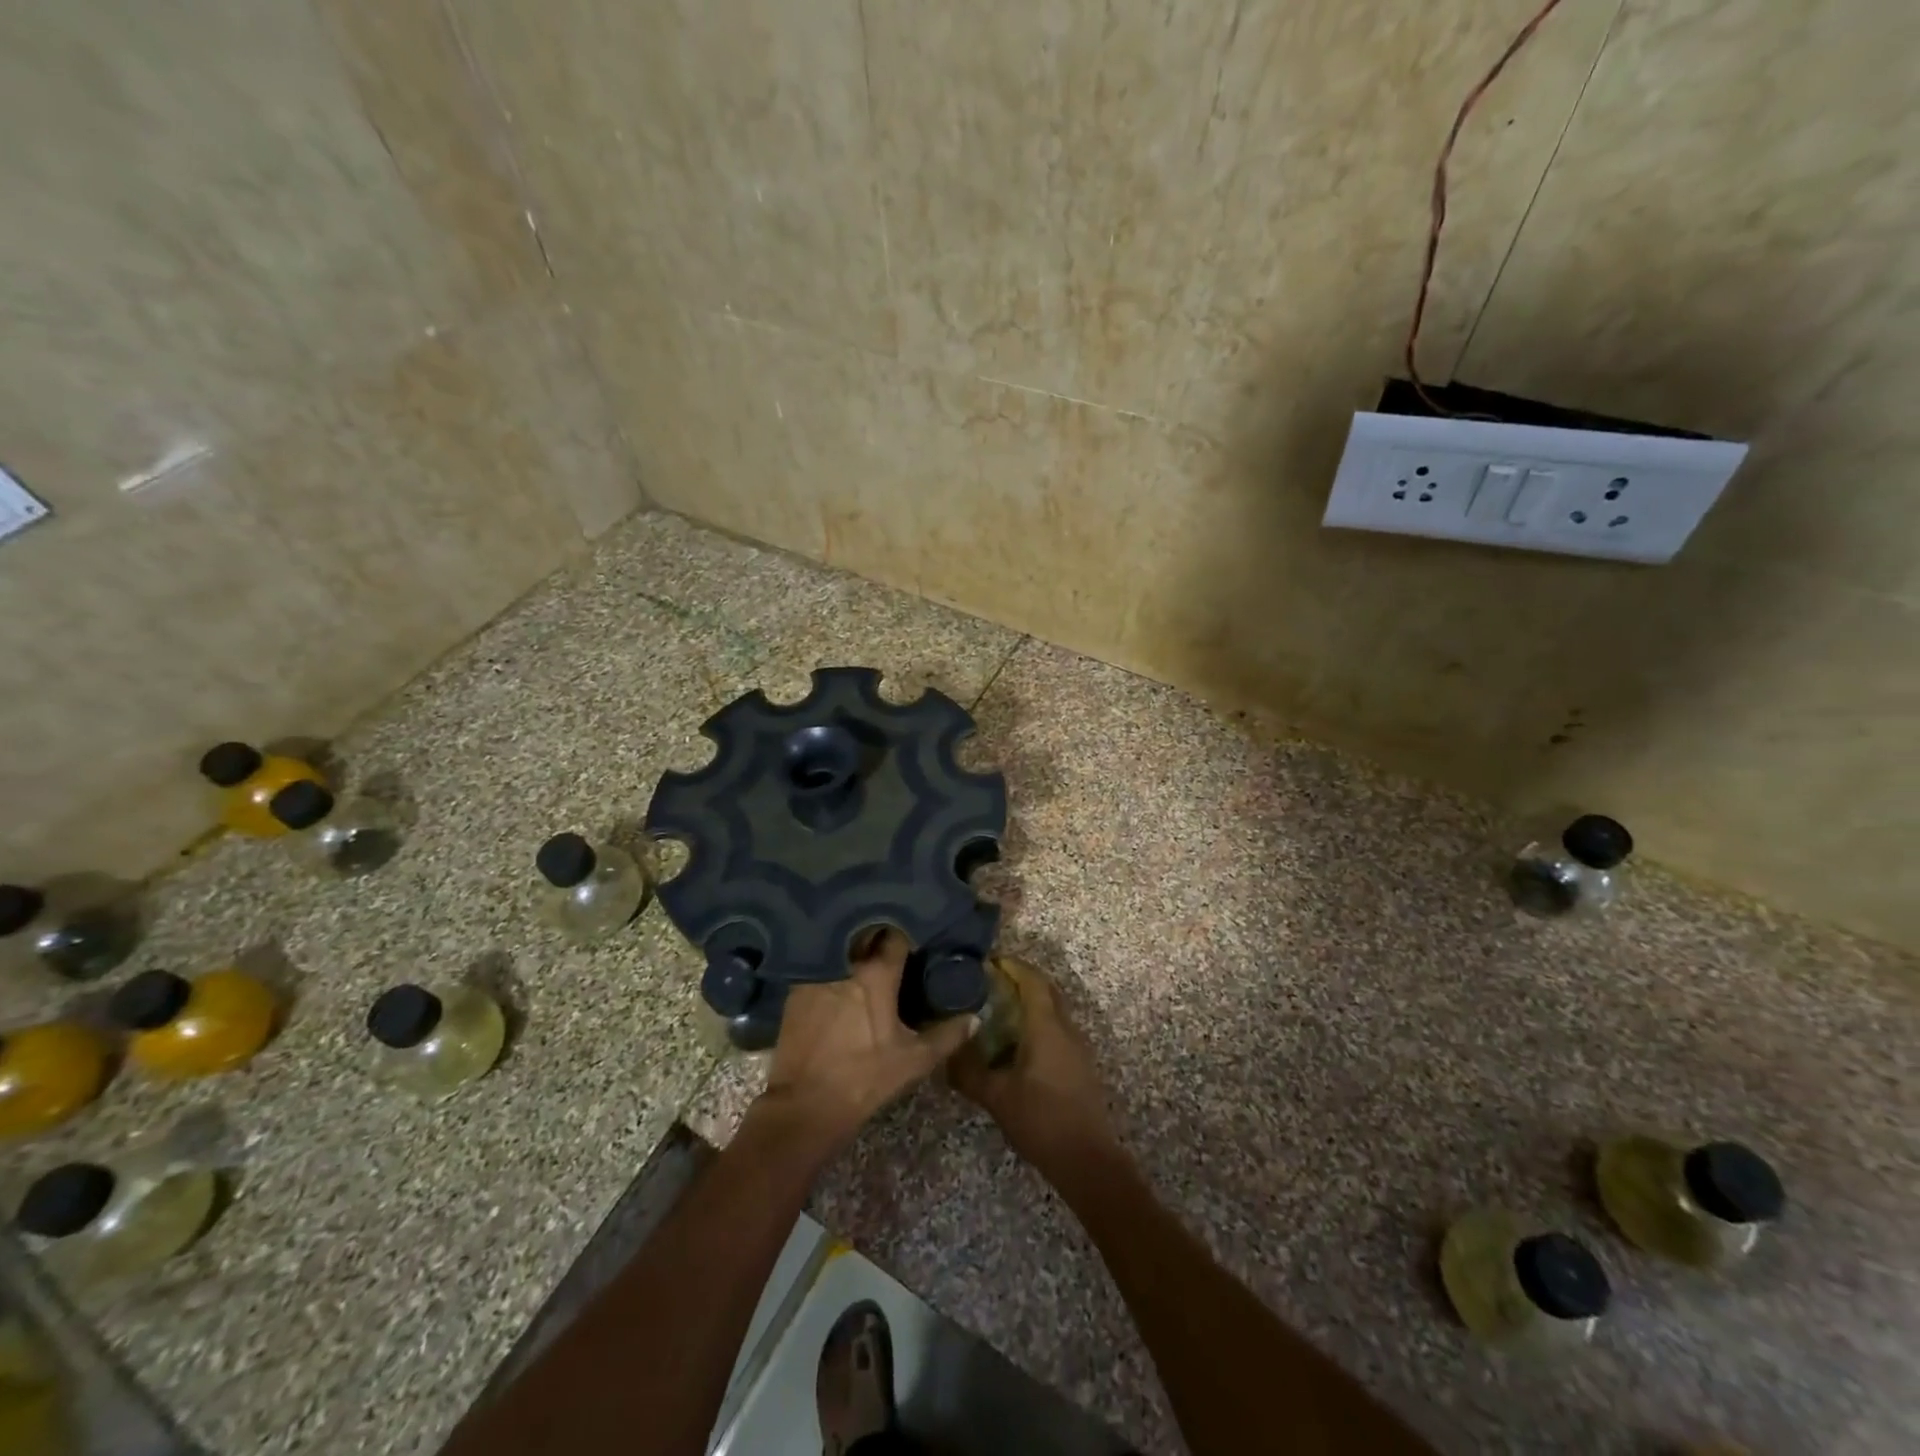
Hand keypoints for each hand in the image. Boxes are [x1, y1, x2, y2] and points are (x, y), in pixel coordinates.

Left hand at [759, 929, 975, 1150]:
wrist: (806, 1106)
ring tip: (866, 958)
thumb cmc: (865, 1079)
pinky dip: (831, 967)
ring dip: (853, 950)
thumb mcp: (914, 1060)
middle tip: (892, 948)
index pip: (896, 936)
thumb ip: (948, 1035)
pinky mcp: (795, 989)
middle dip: (878, 936)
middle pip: (864, 936)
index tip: (916, 940)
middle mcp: (844, 963)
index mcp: (876, 973)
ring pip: (840, 949)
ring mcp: (816, 974)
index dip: (908, 935)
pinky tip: (839, 980)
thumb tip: (975, 1017)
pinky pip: (818, 966)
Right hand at [948, 956, 1122, 1173]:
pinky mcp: (1080, 1065)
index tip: (989, 961)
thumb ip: (969, 1072)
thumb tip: (945, 1054)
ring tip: (999, 1009)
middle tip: (991, 981)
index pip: (1032, 981)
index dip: (1013, 966)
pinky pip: (1057, 1029)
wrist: (1087, 1159)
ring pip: (1054, 1010)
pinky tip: (1017, 1042)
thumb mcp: (996, 1096)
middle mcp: (1066, 1028)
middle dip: (1022, 979)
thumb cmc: (1041, 1119)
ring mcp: (1077, 1047)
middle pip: (1046, 990)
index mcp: (1046, 1026)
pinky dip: (1038, 1023)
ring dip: (1031, 1002)